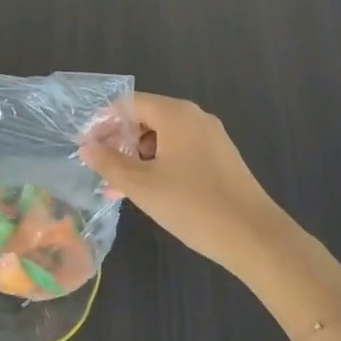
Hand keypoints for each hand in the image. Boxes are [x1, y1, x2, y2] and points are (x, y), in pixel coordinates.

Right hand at [79, 92, 290, 269]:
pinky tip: (150, 191)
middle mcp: (194, 117)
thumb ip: (109, 163)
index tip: (86, 147)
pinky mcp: (220, 158)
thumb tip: (86, 147)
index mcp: (175, 114)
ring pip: (163, 137)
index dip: (103, 122)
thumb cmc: (192, 205)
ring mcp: (211, 137)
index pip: (128, 104)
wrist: (254, 237)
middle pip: (146, 118)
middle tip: (101, 170)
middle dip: (120, 142)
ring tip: (121, 188)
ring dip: (138, 157)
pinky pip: (180, 150)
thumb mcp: (142, 186)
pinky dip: (159, 164)